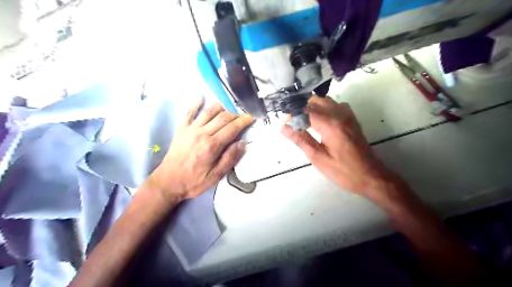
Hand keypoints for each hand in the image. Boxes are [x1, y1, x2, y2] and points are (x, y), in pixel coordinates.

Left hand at [146, 98, 253, 201]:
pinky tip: (201, 97)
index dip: (243, 121)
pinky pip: (189, 113)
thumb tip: (242, 143)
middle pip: (222, 117)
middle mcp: (202, 133)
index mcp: (212, 145)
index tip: (252, 118)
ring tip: (229, 106)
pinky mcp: (181, 129)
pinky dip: (195, 104)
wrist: (167, 182)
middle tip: (243, 115)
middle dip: (235, 114)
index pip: (232, 128)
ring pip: (208, 112)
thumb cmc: (193, 181)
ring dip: (220, 106)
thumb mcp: (215, 176)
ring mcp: (190, 129)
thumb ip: (230, 159)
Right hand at [282, 96, 397, 198]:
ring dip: (312, 107)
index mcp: (331, 125)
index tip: (284, 124)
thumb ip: (300, 140)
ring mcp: (348, 115)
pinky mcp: (352, 118)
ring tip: (303, 122)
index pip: (306, 110)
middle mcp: (340, 114)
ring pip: (325, 100)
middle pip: (315, 101)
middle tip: (292, 124)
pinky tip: (319, 120)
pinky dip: (323, 108)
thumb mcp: (318, 158)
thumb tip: (283, 128)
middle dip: (301, 109)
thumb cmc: (343, 171)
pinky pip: (334, 105)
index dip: (292, 115)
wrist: (371, 176)